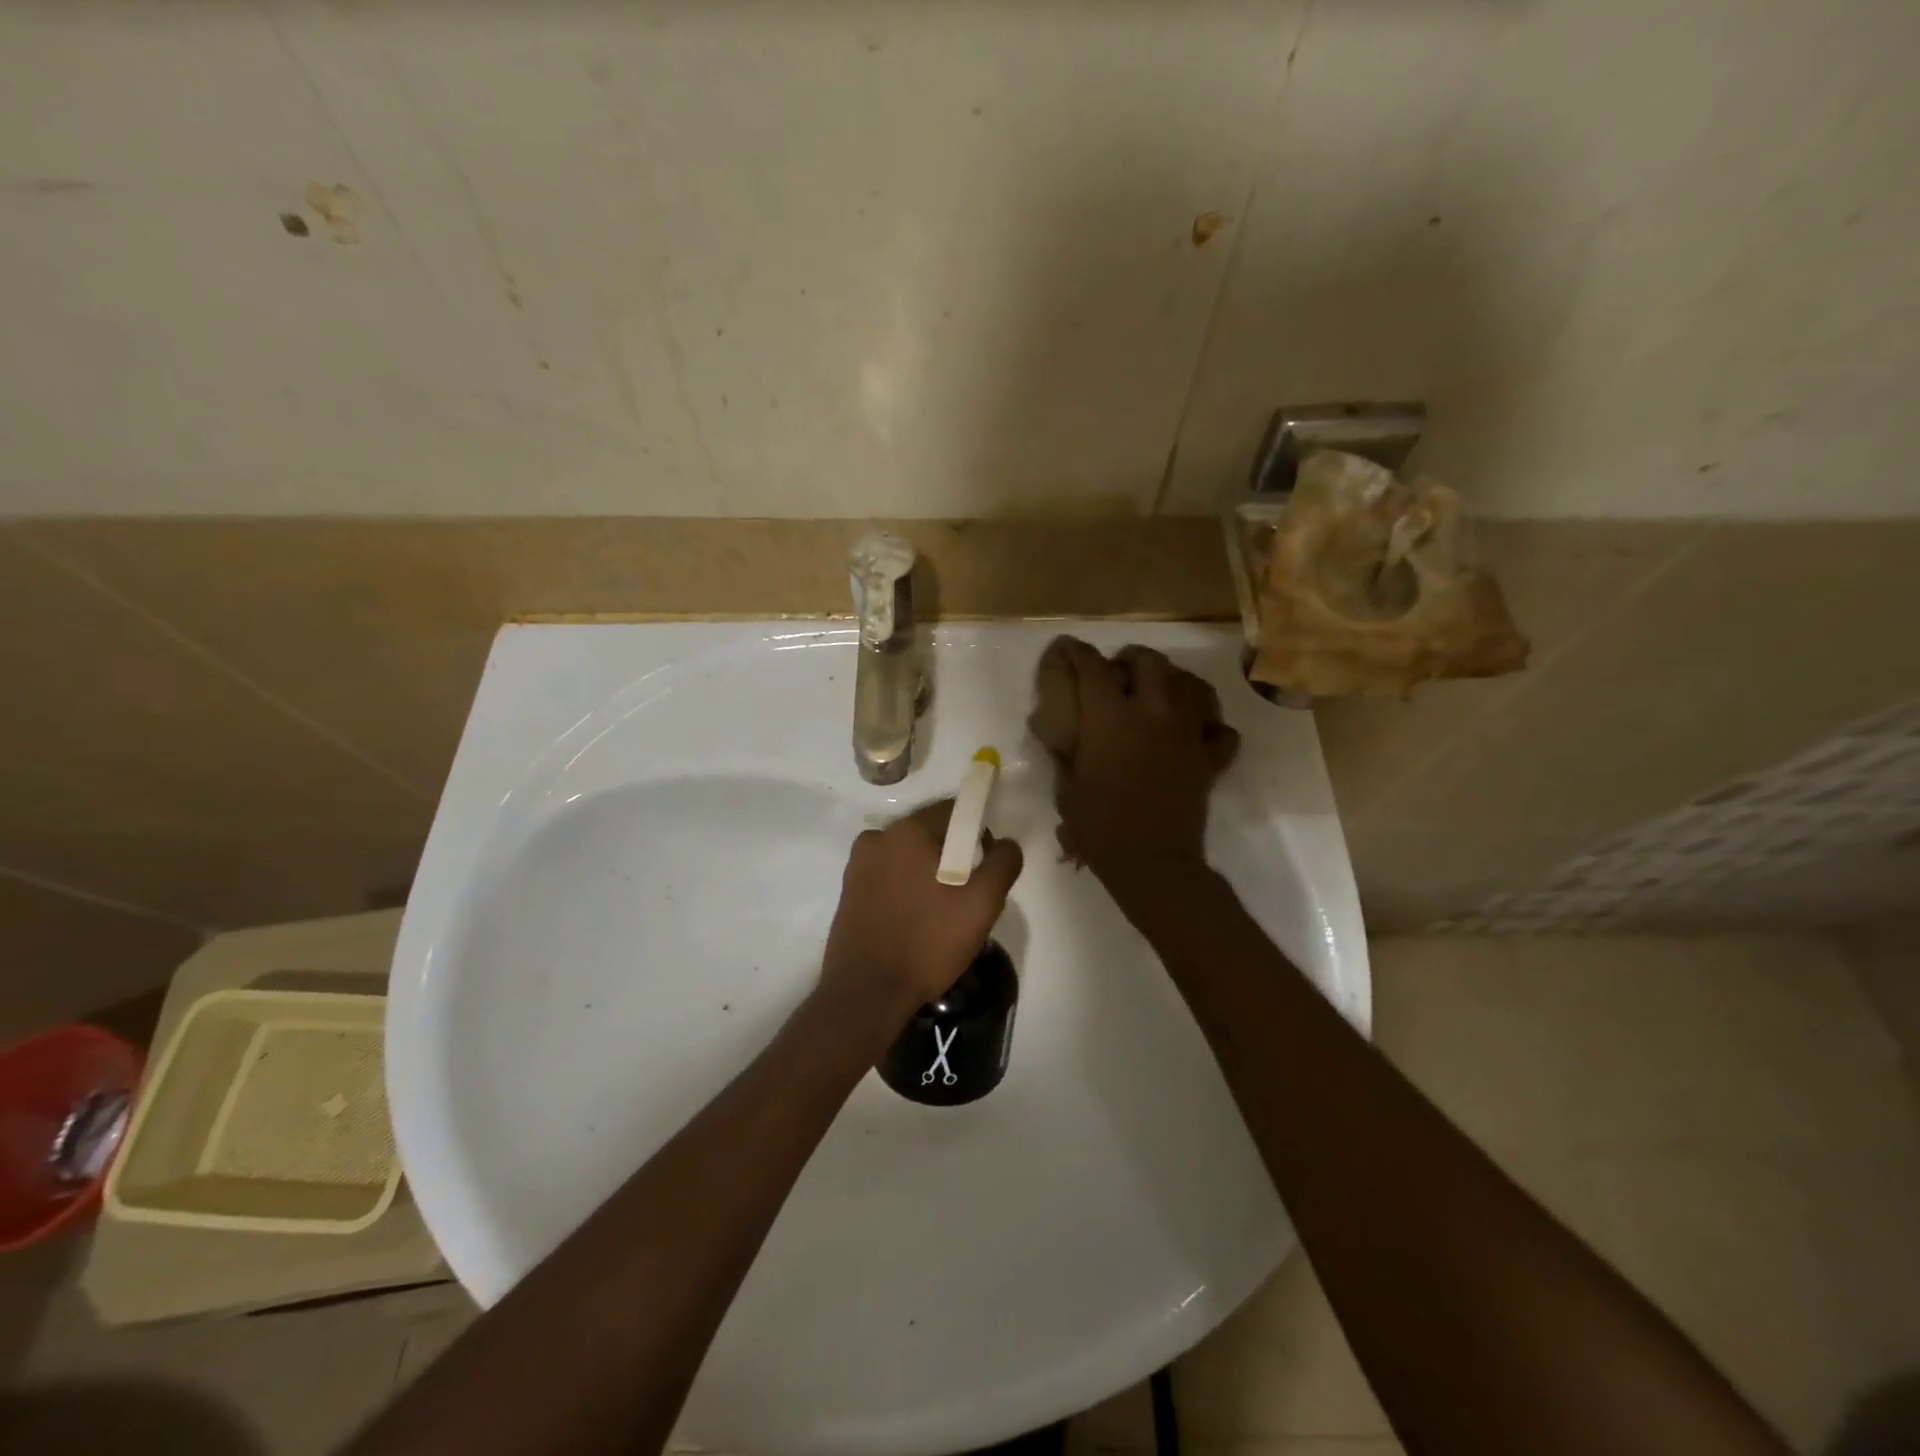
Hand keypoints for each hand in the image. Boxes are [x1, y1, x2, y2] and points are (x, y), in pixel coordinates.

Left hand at [820, 800, 1023, 1023]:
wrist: (866, 994)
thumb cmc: (927, 943)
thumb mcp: (981, 904)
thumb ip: (1002, 864)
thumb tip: (1006, 843)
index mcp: (907, 831)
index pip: (953, 811)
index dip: (978, 834)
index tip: (985, 868)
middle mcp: (878, 838)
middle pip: (930, 834)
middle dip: (953, 857)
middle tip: (967, 897)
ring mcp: (858, 865)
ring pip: (909, 857)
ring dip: (929, 874)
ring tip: (942, 915)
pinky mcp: (849, 892)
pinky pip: (889, 877)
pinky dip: (907, 889)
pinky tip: (916, 922)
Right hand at [1028, 636, 1239, 892]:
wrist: (1151, 861)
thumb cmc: (1099, 827)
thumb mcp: (1067, 787)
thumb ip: (1066, 754)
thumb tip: (1062, 735)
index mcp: (1110, 717)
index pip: (1092, 668)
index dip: (1076, 653)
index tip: (1067, 650)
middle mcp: (1152, 712)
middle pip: (1150, 662)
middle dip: (1131, 658)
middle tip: (1119, 670)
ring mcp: (1187, 733)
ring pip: (1191, 685)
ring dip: (1173, 680)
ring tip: (1159, 690)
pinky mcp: (1209, 758)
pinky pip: (1220, 730)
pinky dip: (1210, 724)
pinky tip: (1196, 731)